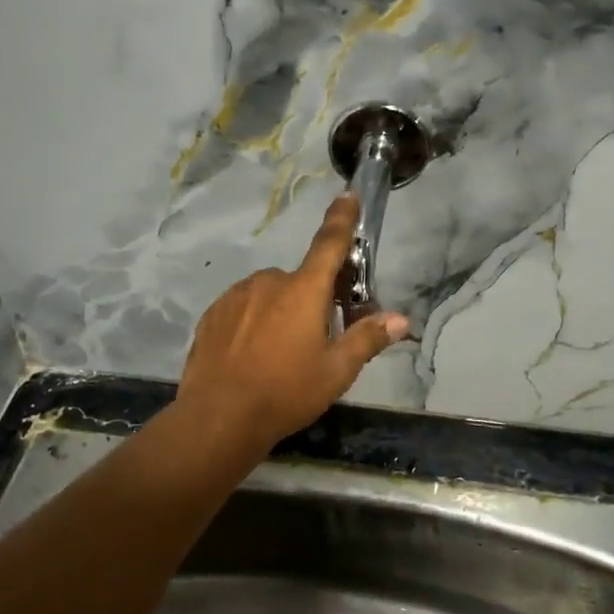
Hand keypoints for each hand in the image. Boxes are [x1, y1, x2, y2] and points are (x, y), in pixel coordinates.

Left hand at [176, 193, 407, 447]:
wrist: (218, 417)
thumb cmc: (285, 392)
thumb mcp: (335, 371)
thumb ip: (367, 339)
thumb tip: (401, 320)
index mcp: (303, 290)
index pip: (329, 244)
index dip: (342, 219)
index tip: (347, 195)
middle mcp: (268, 282)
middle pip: (300, 281)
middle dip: (313, 300)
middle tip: (318, 339)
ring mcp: (236, 296)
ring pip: (270, 295)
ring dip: (280, 311)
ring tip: (279, 355)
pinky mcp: (212, 314)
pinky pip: (243, 308)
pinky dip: (253, 322)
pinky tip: (252, 356)